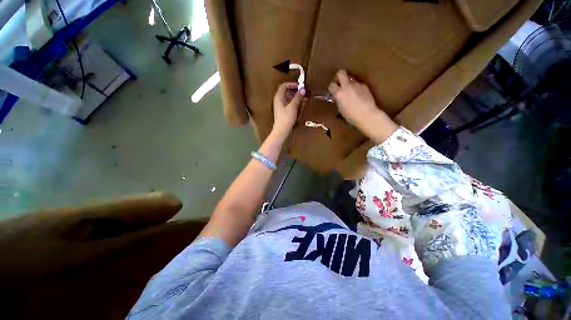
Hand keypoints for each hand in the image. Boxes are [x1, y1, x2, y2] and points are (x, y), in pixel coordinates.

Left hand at [272, 82, 304, 136]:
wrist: (281, 130)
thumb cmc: (286, 118)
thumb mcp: (293, 106)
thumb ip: (298, 97)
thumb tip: (303, 89)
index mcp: (278, 97)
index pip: (284, 86)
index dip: (291, 84)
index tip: (299, 86)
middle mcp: (278, 101)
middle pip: (286, 92)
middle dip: (295, 91)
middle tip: (303, 92)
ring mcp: (280, 107)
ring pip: (288, 98)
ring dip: (295, 97)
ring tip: (303, 98)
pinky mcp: (283, 112)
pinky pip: (289, 104)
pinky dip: (294, 103)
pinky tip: (300, 105)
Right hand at [328, 70, 379, 126]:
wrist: (367, 115)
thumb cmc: (351, 116)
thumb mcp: (341, 109)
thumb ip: (338, 100)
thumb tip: (338, 97)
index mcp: (339, 93)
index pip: (331, 85)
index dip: (332, 88)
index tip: (333, 91)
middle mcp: (347, 86)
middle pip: (341, 73)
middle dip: (339, 77)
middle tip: (339, 84)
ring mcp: (357, 85)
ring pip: (350, 79)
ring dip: (348, 83)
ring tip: (350, 92)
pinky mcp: (365, 86)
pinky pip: (358, 84)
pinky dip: (356, 88)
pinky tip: (358, 96)